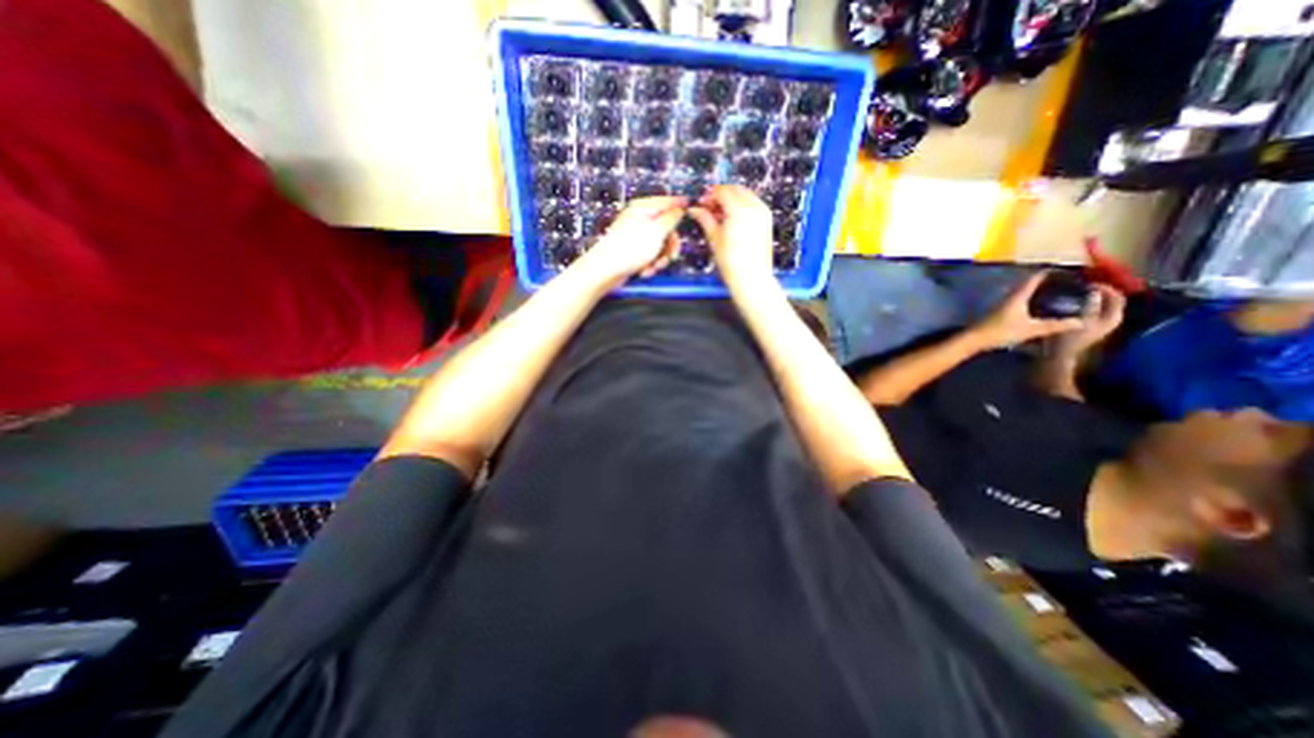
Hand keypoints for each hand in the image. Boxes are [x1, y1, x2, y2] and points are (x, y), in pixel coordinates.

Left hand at [574, 196, 681, 288]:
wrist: (606, 270)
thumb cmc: (629, 249)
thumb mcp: (657, 231)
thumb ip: (672, 218)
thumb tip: (681, 208)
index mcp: (644, 208)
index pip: (668, 201)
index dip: (681, 207)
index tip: (692, 210)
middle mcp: (639, 219)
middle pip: (666, 228)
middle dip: (669, 246)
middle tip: (670, 257)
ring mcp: (636, 236)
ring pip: (660, 245)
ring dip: (660, 259)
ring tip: (653, 267)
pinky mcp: (633, 251)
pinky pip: (650, 255)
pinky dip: (650, 264)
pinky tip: (644, 271)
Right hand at [690, 184, 772, 289]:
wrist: (752, 279)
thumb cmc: (731, 262)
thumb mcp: (714, 239)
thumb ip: (705, 219)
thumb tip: (695, 209)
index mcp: (739, 210)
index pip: (722, 191)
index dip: (709, 195)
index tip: (701, 203)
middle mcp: (754, 206)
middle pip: (735, 189)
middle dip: (721, 195)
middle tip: (709, 207)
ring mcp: (763, 212)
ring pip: (745, 195)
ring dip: (731, 199)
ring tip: (719, 216)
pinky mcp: (767, 220)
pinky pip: (753, 204)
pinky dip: (742, 206)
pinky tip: (732, 220)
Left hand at [967, 270, 1082, 348]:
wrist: (974, 340)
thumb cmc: (1001, 331)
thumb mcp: (1031, 329)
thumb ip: (1055, 325)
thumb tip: (1082, 322)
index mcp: (1017, 296)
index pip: (1035, 278)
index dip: (1050, 272)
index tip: (1066, 270)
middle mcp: (1009, 297)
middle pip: (1028, 284)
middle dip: (1046, 281)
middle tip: (1065, 282)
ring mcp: (1002, 304)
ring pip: (1022, 293)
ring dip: (1036, 291)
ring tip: (1055, 293)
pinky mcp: (999, 312)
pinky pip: (1018, 301)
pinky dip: (1029, 300)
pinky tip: (1036, 307)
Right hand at [1048, 281, 1128, 356]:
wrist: (1058, 354)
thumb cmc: (1068, 338)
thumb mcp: (1079, 321)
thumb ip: (1089, 306)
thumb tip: (1094, 291)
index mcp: (1112, 317)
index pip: (1117, 296)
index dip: (1106, 287)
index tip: (1088, 282)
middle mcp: (1110, 318)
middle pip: (1110, 299)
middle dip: (1099, 291)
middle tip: (1081, 284)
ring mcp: (1099, 322)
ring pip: (1100, 303)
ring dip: (1090, 296)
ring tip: (1075, 291)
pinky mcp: (1088, 324)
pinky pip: (1091, 308)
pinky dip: (1084, 302)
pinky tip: (1071, 301)